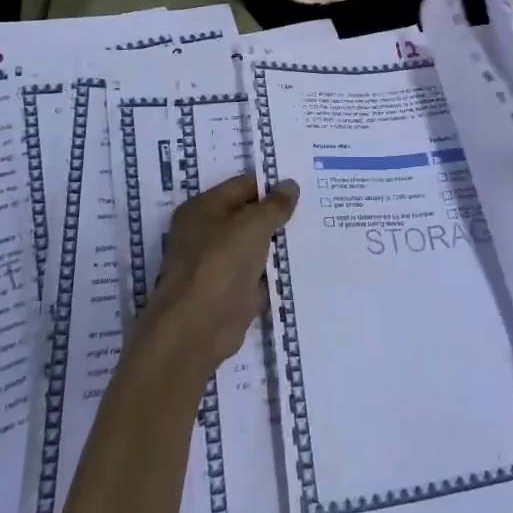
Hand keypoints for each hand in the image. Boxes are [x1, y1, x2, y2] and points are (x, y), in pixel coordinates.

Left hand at [138, 173, 299, 380]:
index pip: (243, 185)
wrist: (197, 328)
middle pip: (247, 216)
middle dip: (276, 215)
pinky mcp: (228, 292)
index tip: (303, 187)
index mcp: (203, 208)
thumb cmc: (220, 263)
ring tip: (315, 232)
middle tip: (314, 208)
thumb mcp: (253, 225)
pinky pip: (257, 274)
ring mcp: (216, 264)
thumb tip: (290, 185)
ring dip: (277, 244)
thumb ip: (274, 205)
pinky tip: (301, 265)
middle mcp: (205, 232)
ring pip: (254, 246)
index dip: (271, 185)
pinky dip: (273, 273)